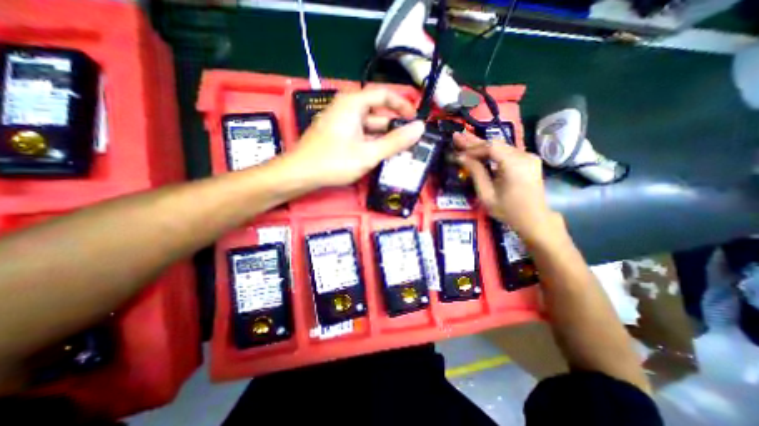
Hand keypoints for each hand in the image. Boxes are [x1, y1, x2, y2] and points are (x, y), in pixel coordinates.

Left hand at [286, 87, 425, 185]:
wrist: (300, 174)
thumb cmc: (334, 161)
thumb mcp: (369, 153)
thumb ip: (395, 141)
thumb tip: (420, 128)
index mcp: (353, 104)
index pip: (384, 95)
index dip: (402, 105)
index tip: (415, 120)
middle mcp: (347, 108)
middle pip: (377, 113)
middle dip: (394, 127)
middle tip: (410, 142)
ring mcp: (341, 122)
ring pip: (369, 126)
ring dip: (384, 138)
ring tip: (400, 151)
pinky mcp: (337, 135)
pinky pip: (360, 134)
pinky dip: (372, 143)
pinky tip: (381, 155)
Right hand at [452, 132, 559, 243]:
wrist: (534, 219)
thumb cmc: (508, 210)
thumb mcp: (487, 194)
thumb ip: (476, 172)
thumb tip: (461, 157)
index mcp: (515, 165)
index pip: (490, 148)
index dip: (472, 148)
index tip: (457, 152)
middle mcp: (524, 156)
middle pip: (495, 144)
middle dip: (474, 142)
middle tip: (457, 136)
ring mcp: (529, 157)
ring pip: (500, 146)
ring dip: (481, 146)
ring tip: (464, 141)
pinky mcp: (528, 160)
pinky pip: (506, 152)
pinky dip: (491, 152)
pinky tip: (479, 150)